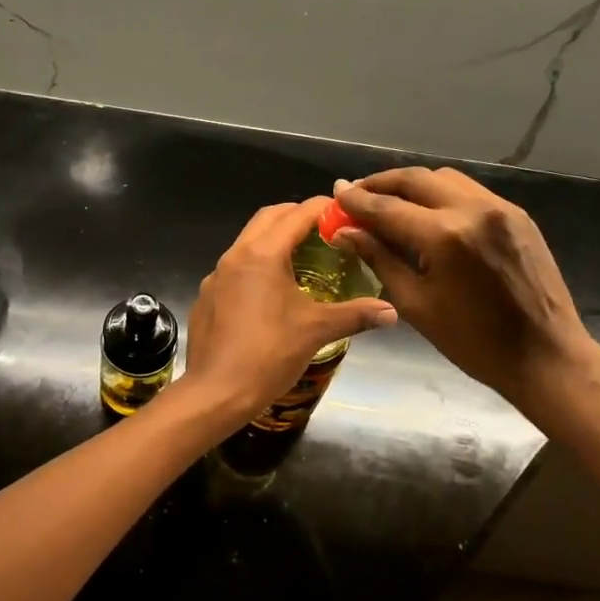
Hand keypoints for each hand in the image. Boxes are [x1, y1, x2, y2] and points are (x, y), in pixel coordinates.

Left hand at [181, 197, 395, 423]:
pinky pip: (235, 267)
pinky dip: (257, 265)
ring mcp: (216, 275)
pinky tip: (271, 292)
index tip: (346, 213)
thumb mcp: (316, 331)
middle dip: (297, 216)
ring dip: (275, 239)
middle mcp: (235, 255)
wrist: (216, 391)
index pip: (297, 214)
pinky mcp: (207, 295)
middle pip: (268, 218)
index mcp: (262, 254)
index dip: (324, 209)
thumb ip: (355, 315)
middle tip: (326, 230)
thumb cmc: (268, 355)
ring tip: (303, 258)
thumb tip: (392, 312)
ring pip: (248, 241)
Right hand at [330, 168, 599, 414]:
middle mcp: (474, 209)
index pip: (388, 207)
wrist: (545, 356)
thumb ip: (379, 259)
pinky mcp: (518, 215)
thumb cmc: (473, 342)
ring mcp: (501, 208)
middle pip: (416, 179)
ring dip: (412, 185)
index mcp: (446, 236)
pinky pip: (469, 191)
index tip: (335, 194)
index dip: (357, 201)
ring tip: (389, 201)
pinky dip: (441, 194)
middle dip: (381, 183)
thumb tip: (345, 232)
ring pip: (445, 178)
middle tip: (356, 193)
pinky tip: (427, 213)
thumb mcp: (415, 304)